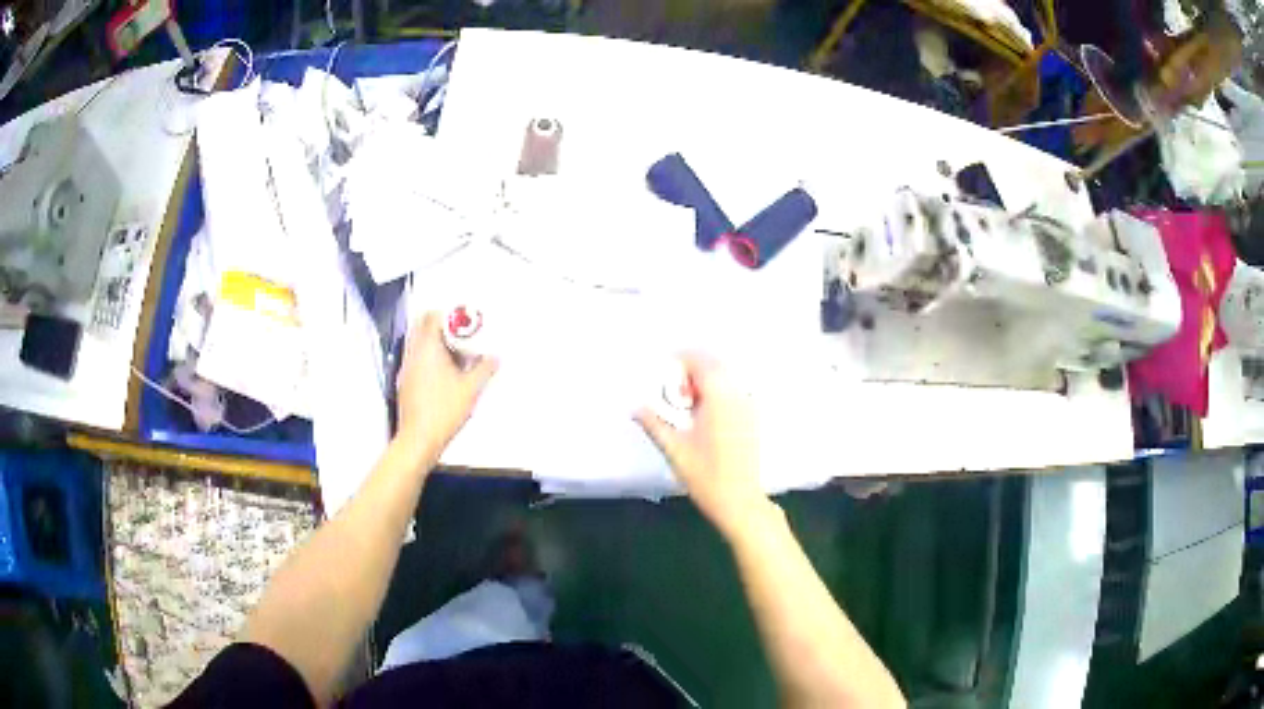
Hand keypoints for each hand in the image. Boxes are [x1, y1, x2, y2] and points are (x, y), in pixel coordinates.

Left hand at [395, 311, 497, 465]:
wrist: (419, 439)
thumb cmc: (444, 411)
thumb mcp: (471, 389)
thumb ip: (485, 368)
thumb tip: (495, 357)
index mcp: (427, 348)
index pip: (432, 317)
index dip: (448, 313)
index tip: (464, 318)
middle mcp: (413, 354)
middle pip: (422, 326)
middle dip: (440, 325)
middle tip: (461, 331)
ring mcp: (407, 368)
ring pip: (418, 343)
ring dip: (435, 342)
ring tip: (457, 351)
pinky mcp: (406, 382)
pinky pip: (417, 358)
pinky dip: (430, 357)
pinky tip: (446, 371)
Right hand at [635, 355, 769, 537]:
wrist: (740, 501)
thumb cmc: (706, 477)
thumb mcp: (675, 450)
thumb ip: (654, 424)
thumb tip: (635, 407)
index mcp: (719, 399)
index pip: (701, 361)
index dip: (682, 358)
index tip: (664, 365)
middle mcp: (738, 396)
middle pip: (715, 365)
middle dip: (693, 369)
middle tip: (674, 391)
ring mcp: (749, 406)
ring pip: (726, 377)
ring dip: (706, 381)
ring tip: (687, 405)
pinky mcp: (753, 418)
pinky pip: (734, 391)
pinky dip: (718, 392)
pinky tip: (704, 415)